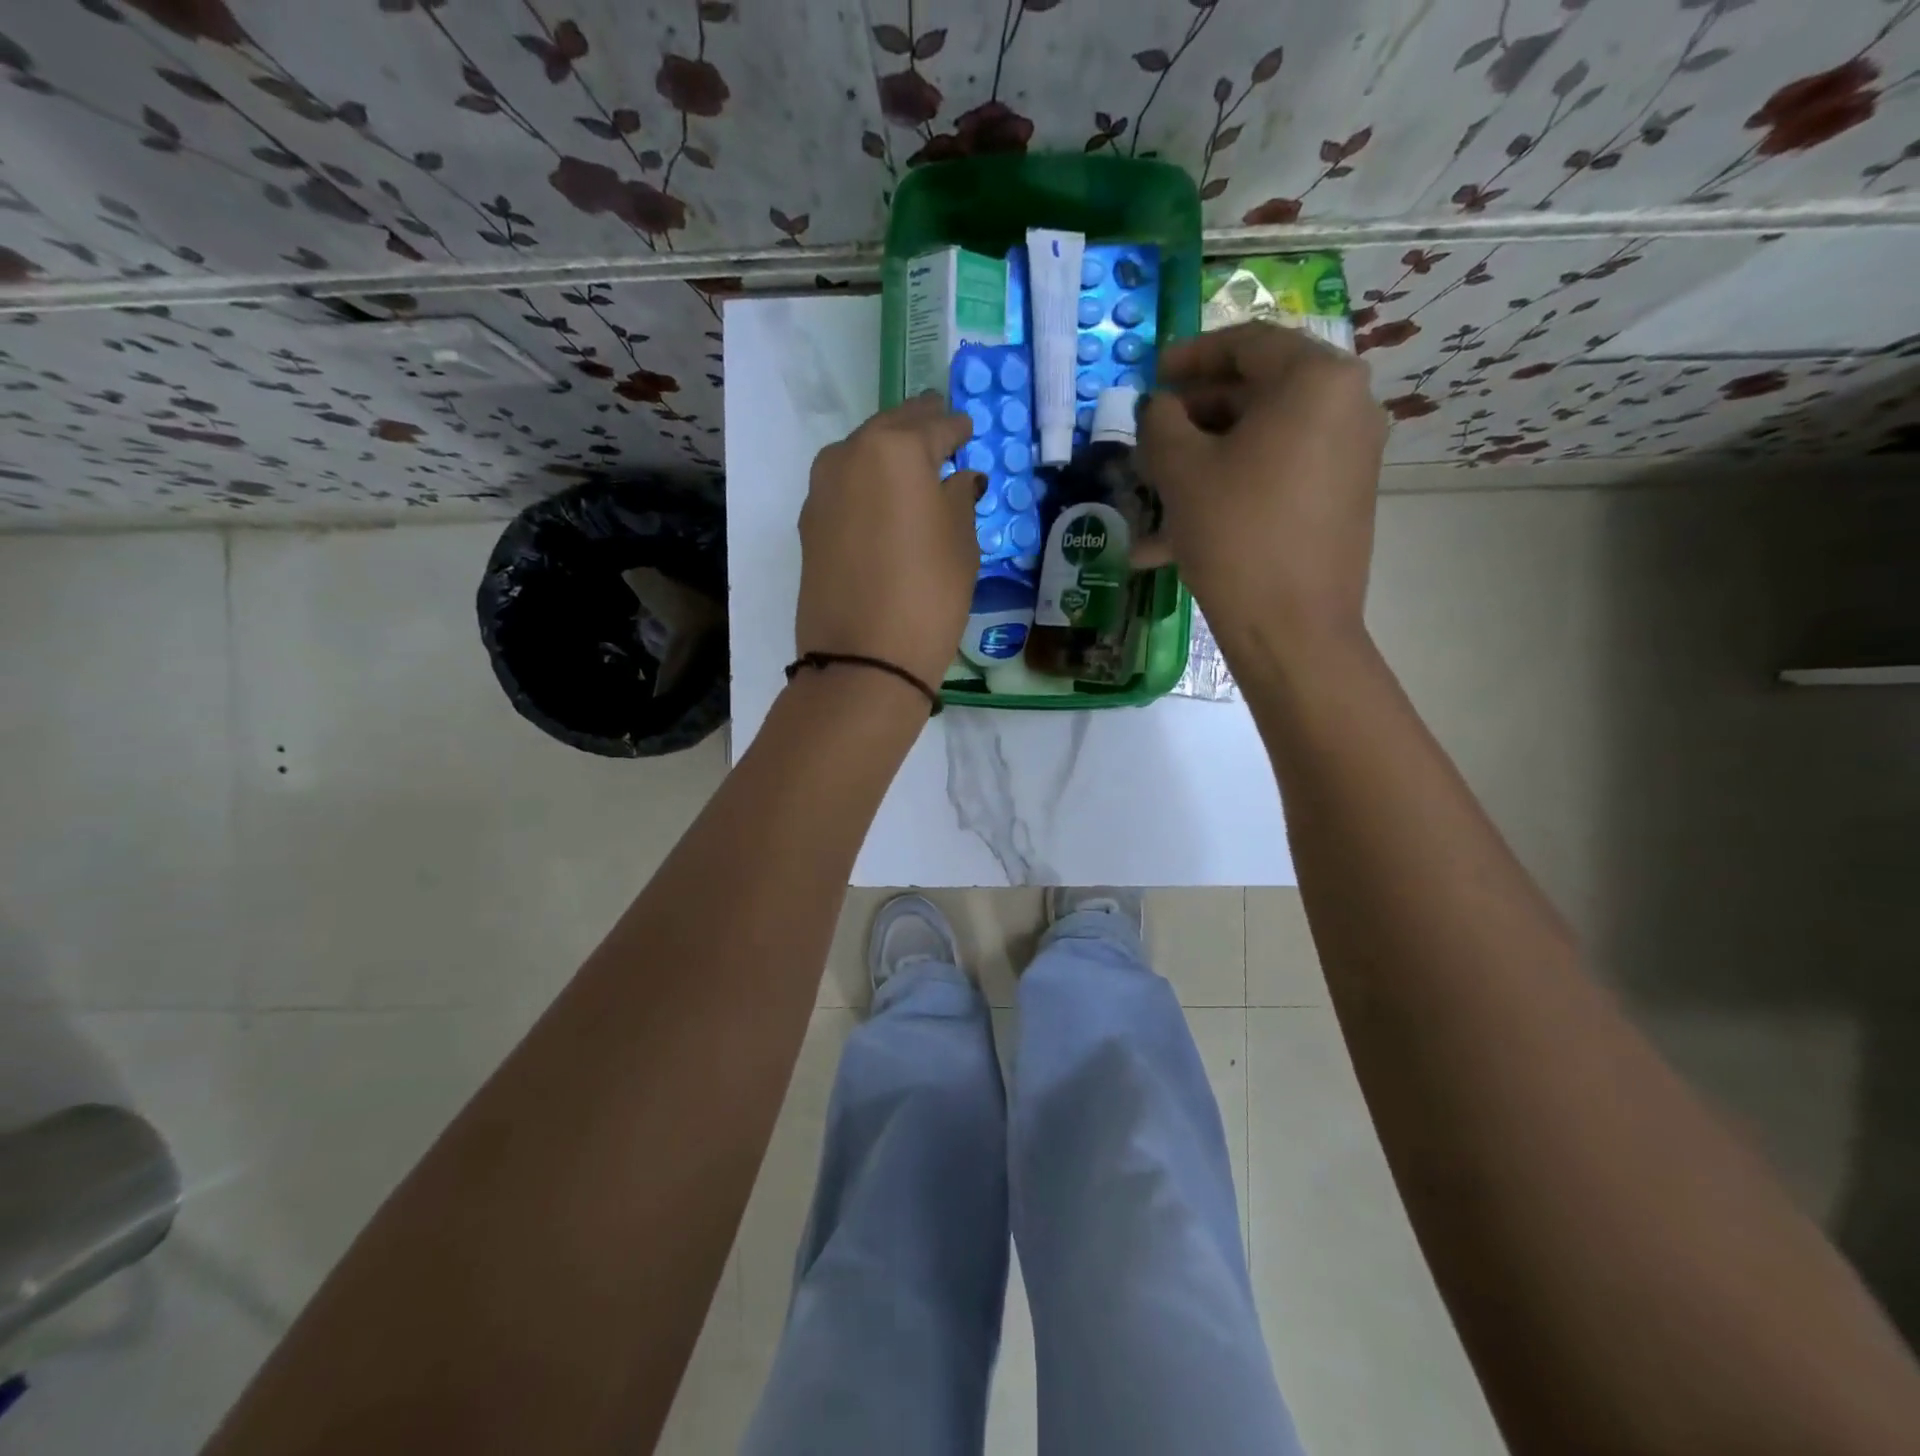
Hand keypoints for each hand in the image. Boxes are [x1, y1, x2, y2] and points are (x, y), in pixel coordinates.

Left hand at [796, 393, 981, 689]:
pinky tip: (883, 504)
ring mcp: (821, 488)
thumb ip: (959, 498)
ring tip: (913, 471)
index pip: (936, 425)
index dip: (957, 429)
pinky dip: (866, 485)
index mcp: (895, 449)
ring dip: (887, 455)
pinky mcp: (809, 522)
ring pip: (862, 454)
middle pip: (891, 428)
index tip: (968, 431)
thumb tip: (957, 478)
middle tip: (941, 434)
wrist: (863, 659)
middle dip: (918, 429)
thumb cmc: (928, 595)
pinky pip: (845, 487)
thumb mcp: (961, 543)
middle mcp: (850, 454)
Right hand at [1135, 322, 1386, 652]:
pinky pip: (1276, 478)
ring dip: (1204, 461)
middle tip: (1151, 437)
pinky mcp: (1341, 499)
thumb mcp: (1181, 471)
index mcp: (1316, 380)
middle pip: (1257, 393)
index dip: (1191, 355)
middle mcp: (1346, 406)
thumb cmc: (1236, 534)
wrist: (1293, 628)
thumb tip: (1159, 408)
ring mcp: (1349, 456)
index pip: (1247, 344)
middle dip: (1194, 416)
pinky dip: (1231, 491)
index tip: (1153, 374)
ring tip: (1153, 493)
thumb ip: (1160, 422)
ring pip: (1261, 442)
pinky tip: (1177, 535)